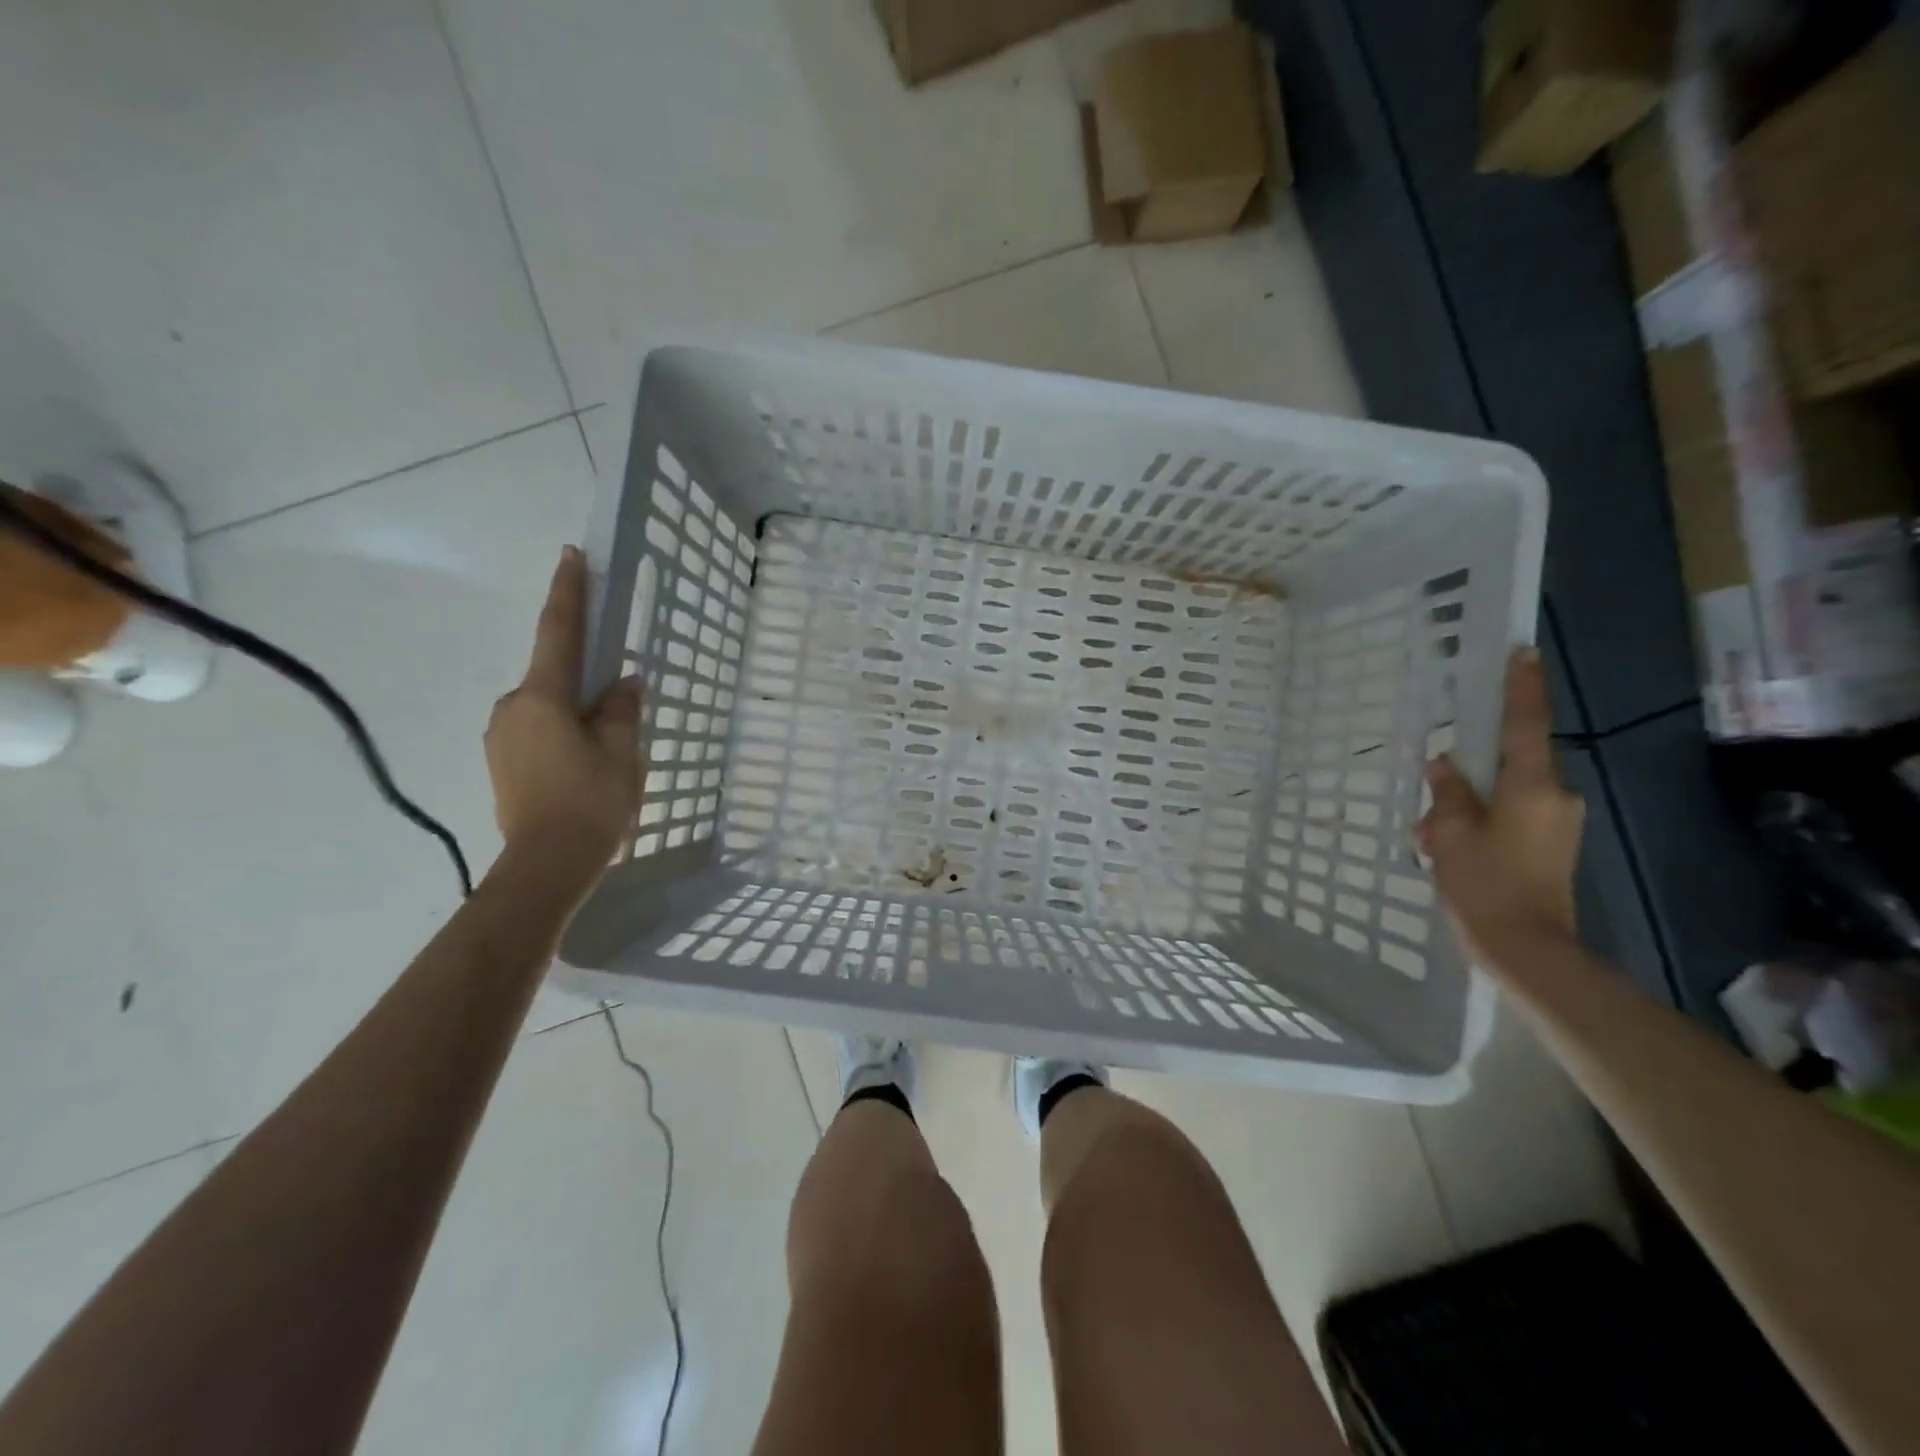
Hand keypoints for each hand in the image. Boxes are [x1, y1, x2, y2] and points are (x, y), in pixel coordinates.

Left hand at [486, 546, 641, 873]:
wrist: (546, 865)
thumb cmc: (591, 802)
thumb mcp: (621, 751)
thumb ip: (621, 708)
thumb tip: (624, 680)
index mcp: (542, 696)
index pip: (559, 631)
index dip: (568, 591)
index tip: (571, 554)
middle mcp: (512, 706)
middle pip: (554, 676)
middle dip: (584, 680)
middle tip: (617, 707)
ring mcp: (501, 736)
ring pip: (546, 707)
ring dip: (574, 713)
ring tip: (604, 751)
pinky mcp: (501, 761)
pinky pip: (537, 731)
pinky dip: (562, 734)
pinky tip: (583, 766)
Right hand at [1417, 647, 1583, 961]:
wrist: (1527, 950)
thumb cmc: (1486, 884)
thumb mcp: (1448, 834)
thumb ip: (1447, 794)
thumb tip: (1444, 766)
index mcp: (1531, 786)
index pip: (1524, 724)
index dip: (1522, 687)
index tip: (1522, 651)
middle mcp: (1554, 797)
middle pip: (1509, 764)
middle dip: (1469, 774)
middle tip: (1432, 796)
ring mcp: (1557, 824)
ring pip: (1504, 795)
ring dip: (1468, 806)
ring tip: (1429, 835)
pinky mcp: (1551, 847)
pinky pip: (1511, 818)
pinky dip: (1480, 824)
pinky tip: (1449, 850)